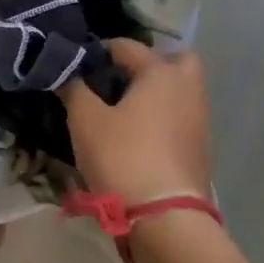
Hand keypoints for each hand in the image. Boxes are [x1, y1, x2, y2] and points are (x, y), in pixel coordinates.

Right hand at [61, 39, 211, 203]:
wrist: (164, 216)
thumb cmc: (122, 156)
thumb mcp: (85, 119)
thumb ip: (73, 88)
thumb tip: (65, 73)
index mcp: (160, 73)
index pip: (127, 46)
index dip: (98, 50)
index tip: (75, 63)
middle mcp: (186, 88)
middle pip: (172, 60)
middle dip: (145, 63)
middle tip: (115, 78)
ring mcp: (198, 119)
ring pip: (177, 89)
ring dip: (152, 91)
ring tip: (118, 107)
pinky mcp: (198, 146)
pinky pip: (177, 115)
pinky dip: (159, 114)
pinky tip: (134, 131)